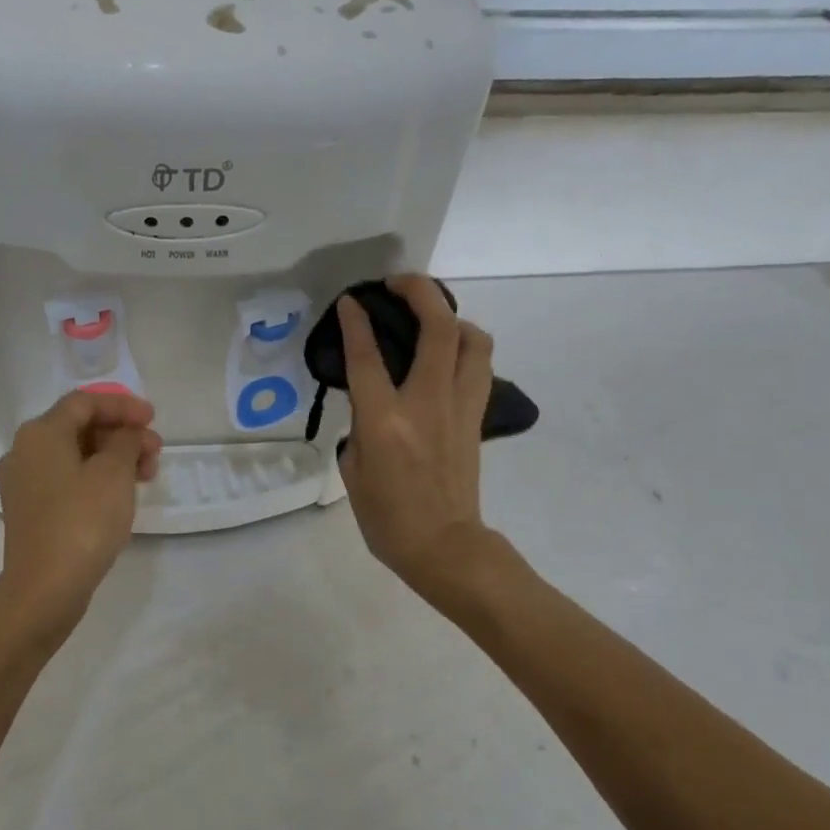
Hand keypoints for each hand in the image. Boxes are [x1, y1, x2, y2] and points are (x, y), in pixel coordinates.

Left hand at [0, 390, 162, 629]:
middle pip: (78, 428)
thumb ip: (126, 442)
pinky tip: (122, 495)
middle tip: (155, 451)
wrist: (45, 589)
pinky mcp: (31, 512)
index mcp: (40, 434)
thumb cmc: (82, 522)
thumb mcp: (114, 474)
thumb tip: (126, 435)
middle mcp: (24, 452)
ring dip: (113, 458)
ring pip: (75, 456)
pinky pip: (68, 481)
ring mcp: (24, 485)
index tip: (153, 419)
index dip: (122, 406)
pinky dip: (97, 479)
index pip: (84, 402)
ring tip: (147, 475)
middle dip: (121, 434)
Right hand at [337, 275, 497, 601]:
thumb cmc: (387, 518)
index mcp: (385, 421)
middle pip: (438, 328)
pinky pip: (478, 366)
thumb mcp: (353, 471)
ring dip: (452, 316)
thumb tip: (372, 404)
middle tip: (398, 284)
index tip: (352, 300)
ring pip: (473, 340)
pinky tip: (446, 353)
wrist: (443, 546)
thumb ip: (360, 427)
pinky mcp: (477, 417)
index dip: (357, 321)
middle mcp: (427, 403)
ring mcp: (459, 407)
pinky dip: (464, 346)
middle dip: (420, 292)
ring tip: (431, 317)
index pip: (368, 356)